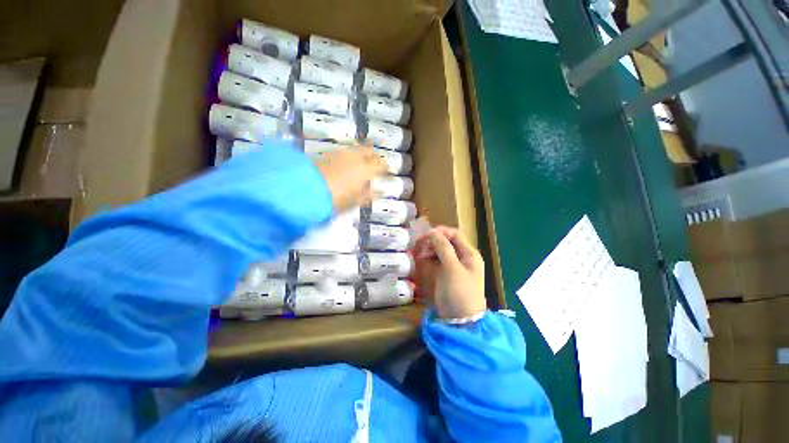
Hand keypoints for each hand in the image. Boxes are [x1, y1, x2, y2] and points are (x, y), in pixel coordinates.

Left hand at [313, 145, 386, 211]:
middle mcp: (355, 157)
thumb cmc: (335, 198)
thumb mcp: (355, 200)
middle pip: (369, 150)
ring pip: (355, 148)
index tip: (387, 170)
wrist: (305, 189)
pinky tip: (345, 162)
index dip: (385, 167)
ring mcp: (340, 153)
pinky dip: (348, 155)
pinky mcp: (327, 152)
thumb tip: (379, 192)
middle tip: (375, 162)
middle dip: (374, 155)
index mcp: (365, 169)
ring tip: (361, 161)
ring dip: (361, 153)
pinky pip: (343, 151)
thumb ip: (368, 195)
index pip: (380, 164)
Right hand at [413, 226, 485, 318]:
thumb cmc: (459, 292)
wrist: (460, 321)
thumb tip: (433, 232)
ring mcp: (454, 266)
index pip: (455, 234)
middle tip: (420, 245)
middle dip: (433, 240)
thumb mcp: (452, 268)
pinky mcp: (446, 274)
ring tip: (420, 254)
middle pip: (447, 241)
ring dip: (430, 249)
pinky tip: (422, 259)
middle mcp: (462, 257)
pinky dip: (429, 258)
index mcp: (469, 254)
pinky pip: (437, 260)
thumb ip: (443, 248)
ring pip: (440, 250)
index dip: (440, 231)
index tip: (426, 235)